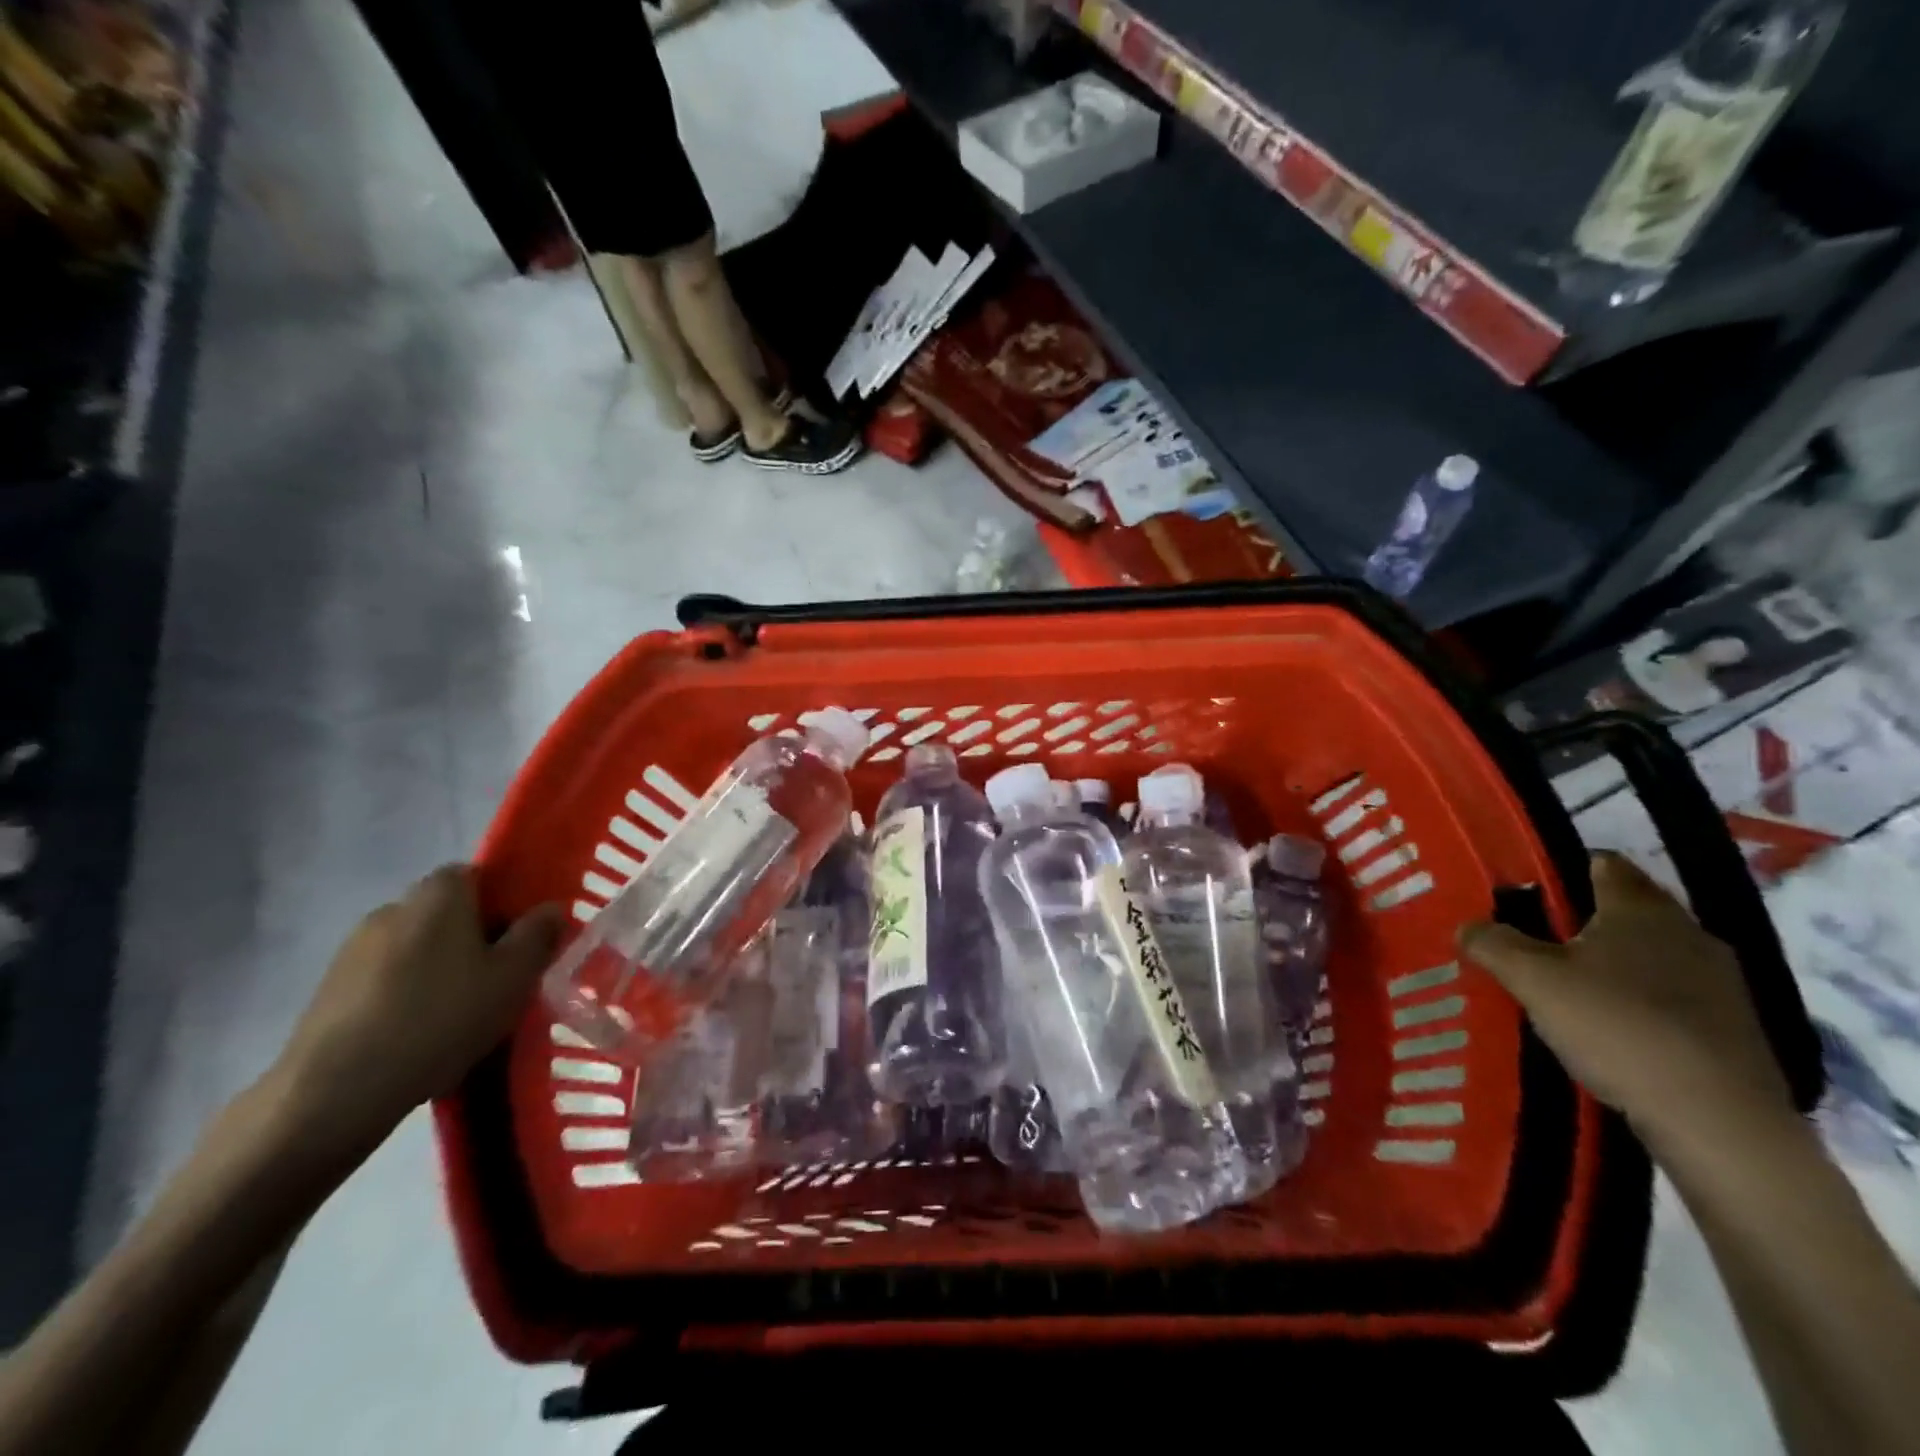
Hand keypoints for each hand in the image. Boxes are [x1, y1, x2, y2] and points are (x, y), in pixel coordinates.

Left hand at [271, 865, 561, 1150]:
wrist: (335, 1091)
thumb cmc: (441, 1018)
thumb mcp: (513, 977)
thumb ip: (538, 935)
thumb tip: (549, 908)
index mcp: (440, 894)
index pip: (478, 875)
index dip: (505, 902)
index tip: (521, 939)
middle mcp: (393, 907)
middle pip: (447, 912)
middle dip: (474, 938)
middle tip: (499, 980)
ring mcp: (354, 949)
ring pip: (416, 948)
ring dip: (438, 969)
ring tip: (459, 1015)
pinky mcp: (328, 990)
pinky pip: (385, 980)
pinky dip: (406, 996)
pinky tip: (418, 1035)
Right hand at [1459, 852, 1792, 1152]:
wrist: (1718, 1121)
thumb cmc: (1617, 1026)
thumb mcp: (1532, 979)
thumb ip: (1493, 943)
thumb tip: (1467, 926)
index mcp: (1641, 907)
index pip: (1603, 863)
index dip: (1563, 870)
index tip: (1526, 893)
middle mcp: (1688, 931)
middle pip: (1627, 910)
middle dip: (1582, 921)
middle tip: (1534, 942)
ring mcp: (1722, 982)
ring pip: (1652, 954)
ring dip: (1614, 965)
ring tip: (1568, 989)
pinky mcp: (1736, 1028)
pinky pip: (1674, 996)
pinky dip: (1641, 1002)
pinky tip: (1612, 1029)